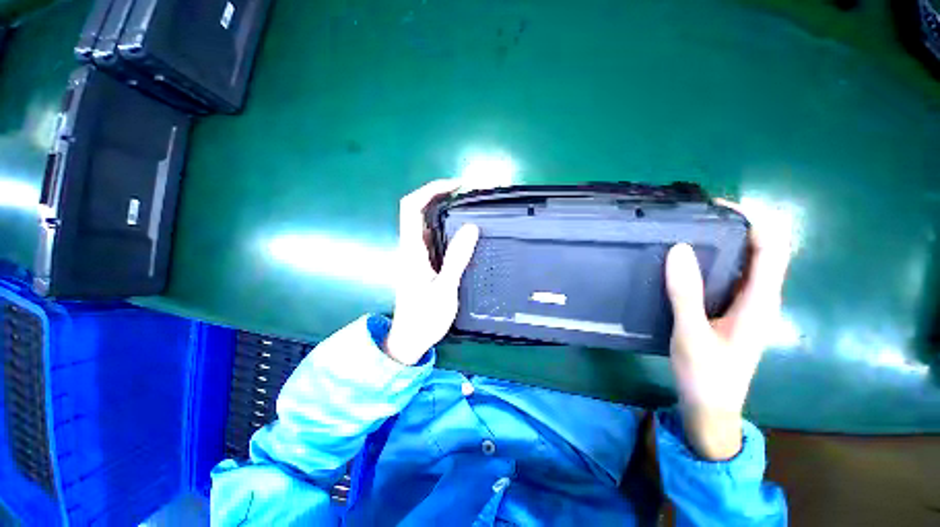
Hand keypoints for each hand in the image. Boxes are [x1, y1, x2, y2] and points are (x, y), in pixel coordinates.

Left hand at [383, 180, 479, 365]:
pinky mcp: (422, 262)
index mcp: (412, 250)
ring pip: (425, 223)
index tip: (455, 186)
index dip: (429, 190)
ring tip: (467, 207)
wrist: (411, 338)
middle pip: (416, 210)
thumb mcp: (444, 289)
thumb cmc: (425, 317)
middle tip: (466, 194)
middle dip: (438, 195)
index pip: (411, 208)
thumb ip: (456, 258)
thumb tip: (471, 228)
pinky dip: (445, 226)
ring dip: (442, 209)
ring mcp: (416, 254)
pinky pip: (432, 236)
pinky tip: (462, 230)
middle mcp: (411, 247)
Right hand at [664, 199, 791, 459]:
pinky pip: (730, 276)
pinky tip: (689, 261)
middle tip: (696, 216)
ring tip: (689, 231)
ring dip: (725, 242)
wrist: (711, 407)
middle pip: (762, 250)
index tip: (719, 206)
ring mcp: (747, 305)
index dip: (754, 220)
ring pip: (746, 263)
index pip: (772, 248)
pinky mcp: (732, 311)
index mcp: (760, 302)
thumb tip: (680, 249)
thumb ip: (686, 292)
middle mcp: (760, 298)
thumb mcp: (691, 334)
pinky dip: (715, 261)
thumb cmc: (705, 374)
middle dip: (736, 226)